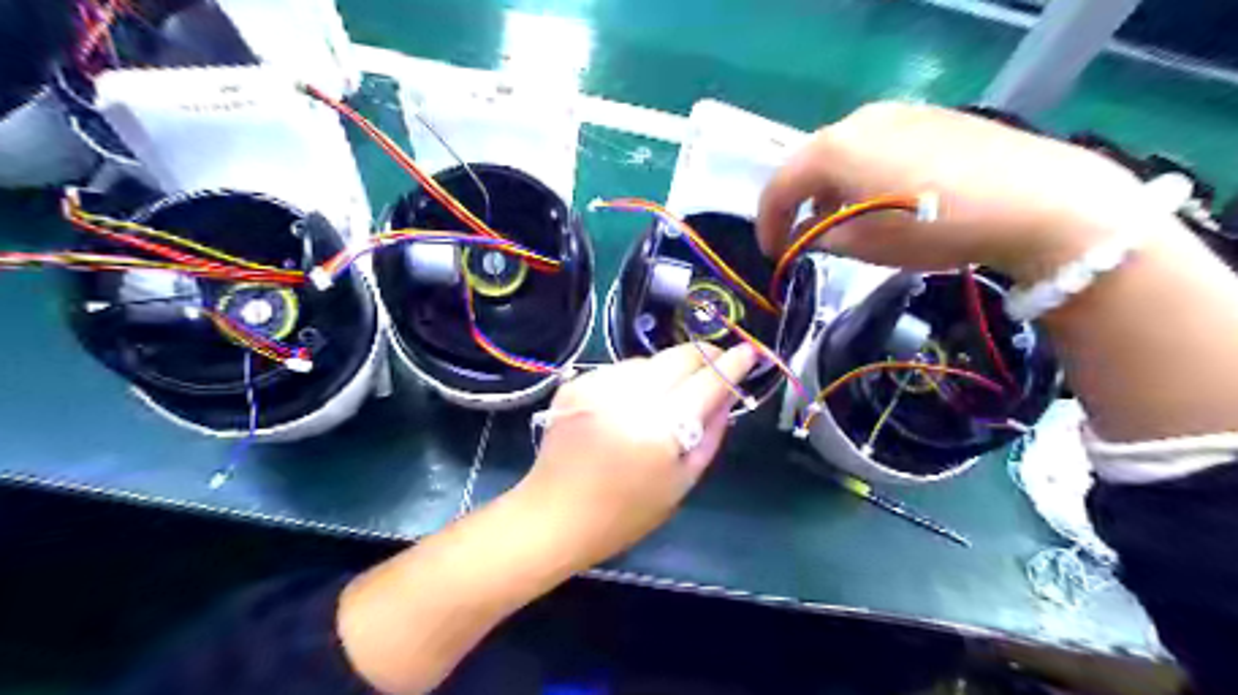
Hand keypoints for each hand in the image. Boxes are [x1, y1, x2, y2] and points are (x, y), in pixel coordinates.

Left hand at [510, 346, 754, 573]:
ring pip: (650, 360)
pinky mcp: (577, 384)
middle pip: (679, 356)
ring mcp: (598, 386)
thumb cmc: (626, 513)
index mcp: (659, 429)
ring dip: (669, 369)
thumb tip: (729, 394)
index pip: (707, 382)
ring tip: (669, 394)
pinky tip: (632, 403)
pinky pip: (621, 369)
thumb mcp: (682, 482)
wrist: (555, 515)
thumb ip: (711, 433)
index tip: (748, 352)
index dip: (732, 364)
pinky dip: (636, 379)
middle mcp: (628, 397)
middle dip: (704, 356)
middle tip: (716, 365)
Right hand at [759, 101, 1145, 278]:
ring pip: (842, 153)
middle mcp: (858, 120)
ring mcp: (897, 113)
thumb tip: (805, 237)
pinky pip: (876, 146)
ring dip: (830, 189)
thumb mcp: (865, 245)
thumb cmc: (936, 227)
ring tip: (840, 223)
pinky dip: (861, 175)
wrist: (1037, 200)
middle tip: (801, 238)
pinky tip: (880, 199)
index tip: (772, 254)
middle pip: (808, 164)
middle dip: (798, 204)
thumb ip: (819, 238)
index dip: (768, 224)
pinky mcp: (930, 117)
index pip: (779, 186)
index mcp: (833, 148)